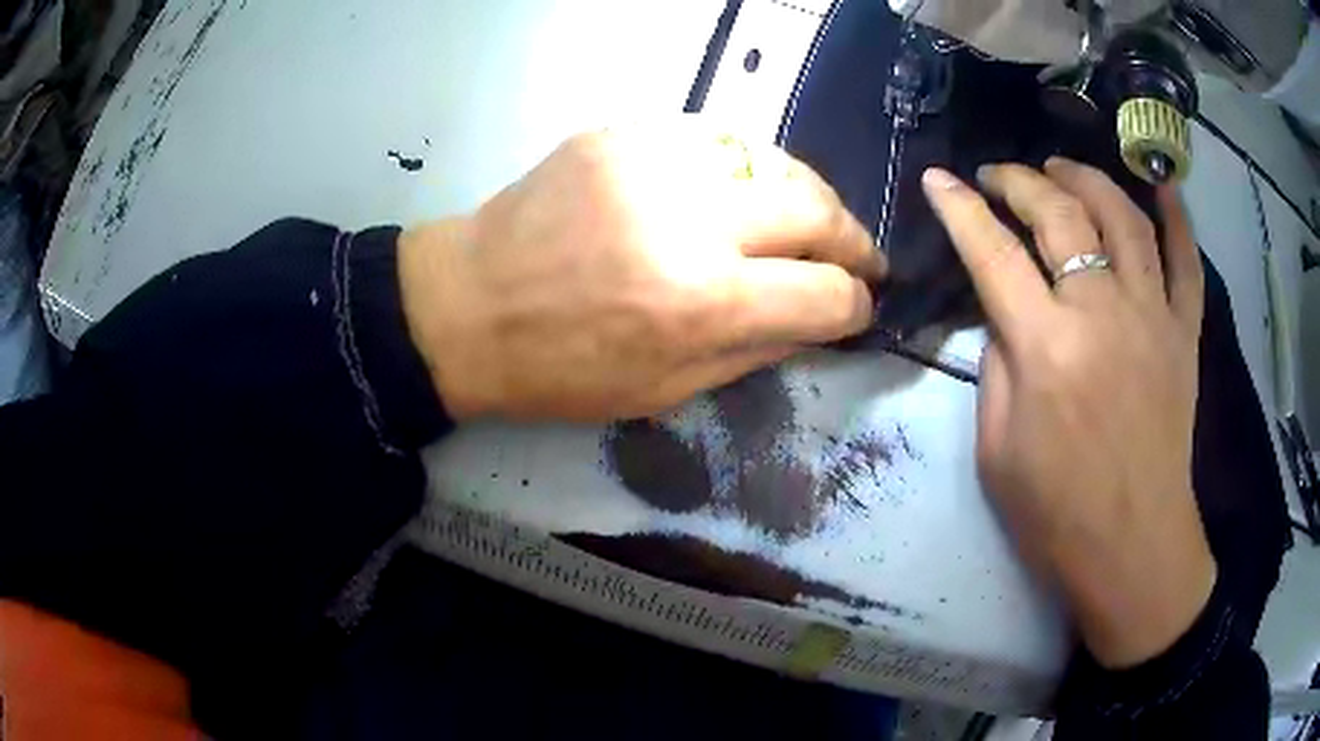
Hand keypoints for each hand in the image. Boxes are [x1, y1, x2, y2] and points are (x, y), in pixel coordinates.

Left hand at [399, 124, 884, 420]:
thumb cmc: (558, 368)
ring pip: (774, 157)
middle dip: (851, 238)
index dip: (855, 305)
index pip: (825, 293)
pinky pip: (717, 137)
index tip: (857, 307)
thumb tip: (818, 317)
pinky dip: (745, 166)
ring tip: (803, 222)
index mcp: (702, 302)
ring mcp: (655, 160)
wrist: (466, 305)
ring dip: (803, 195)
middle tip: (855, 257)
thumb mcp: (664, 392)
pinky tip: (738, 190)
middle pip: (816, 208)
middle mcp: (691, 219)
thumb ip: (756, 350)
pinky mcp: (624, 131)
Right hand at [922, 158, 1213, 668]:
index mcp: (1046, 348)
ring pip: (1123, 217)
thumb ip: (997, 364)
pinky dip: (1176, 215)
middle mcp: (1101, 313)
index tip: (939, 179)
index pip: (992, 252)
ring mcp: (1152, 317)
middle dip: (1020, 180)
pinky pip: (1186, 260)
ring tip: (1062, 169)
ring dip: (1086, 179)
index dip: (959, 208)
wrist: (1132, 547)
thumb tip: (1007, 312)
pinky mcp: (1185, 333)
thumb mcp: (995, 447)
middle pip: (1060, 214)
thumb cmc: (1056, 513)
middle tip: (999, 175)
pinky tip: (1160, 184)